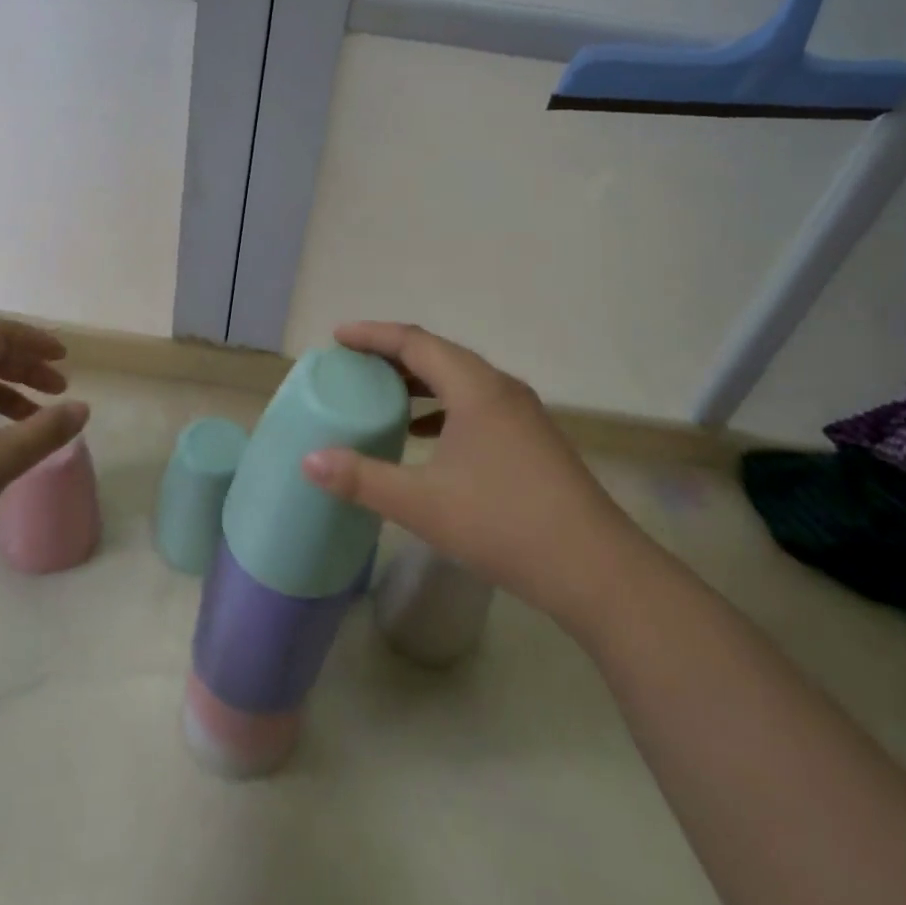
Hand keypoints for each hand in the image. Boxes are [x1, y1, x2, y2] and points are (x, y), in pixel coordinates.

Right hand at [301, 322, 645, 630]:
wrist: (596, 569)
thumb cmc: (503, 525)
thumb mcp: (422, 504)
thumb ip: (362, 479)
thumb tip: (309, 461)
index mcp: (476, 388)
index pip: (415, 342)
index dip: (373, 335)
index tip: (337, 337)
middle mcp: (501, 388)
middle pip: (439, 354)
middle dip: (392, 354)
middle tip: (353, 364)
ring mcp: (522, 414)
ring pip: (460, 379)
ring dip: (419, 381)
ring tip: (383, 393)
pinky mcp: (531, 439)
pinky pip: (476, 404)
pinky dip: (442, 407)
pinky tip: (426, 435)